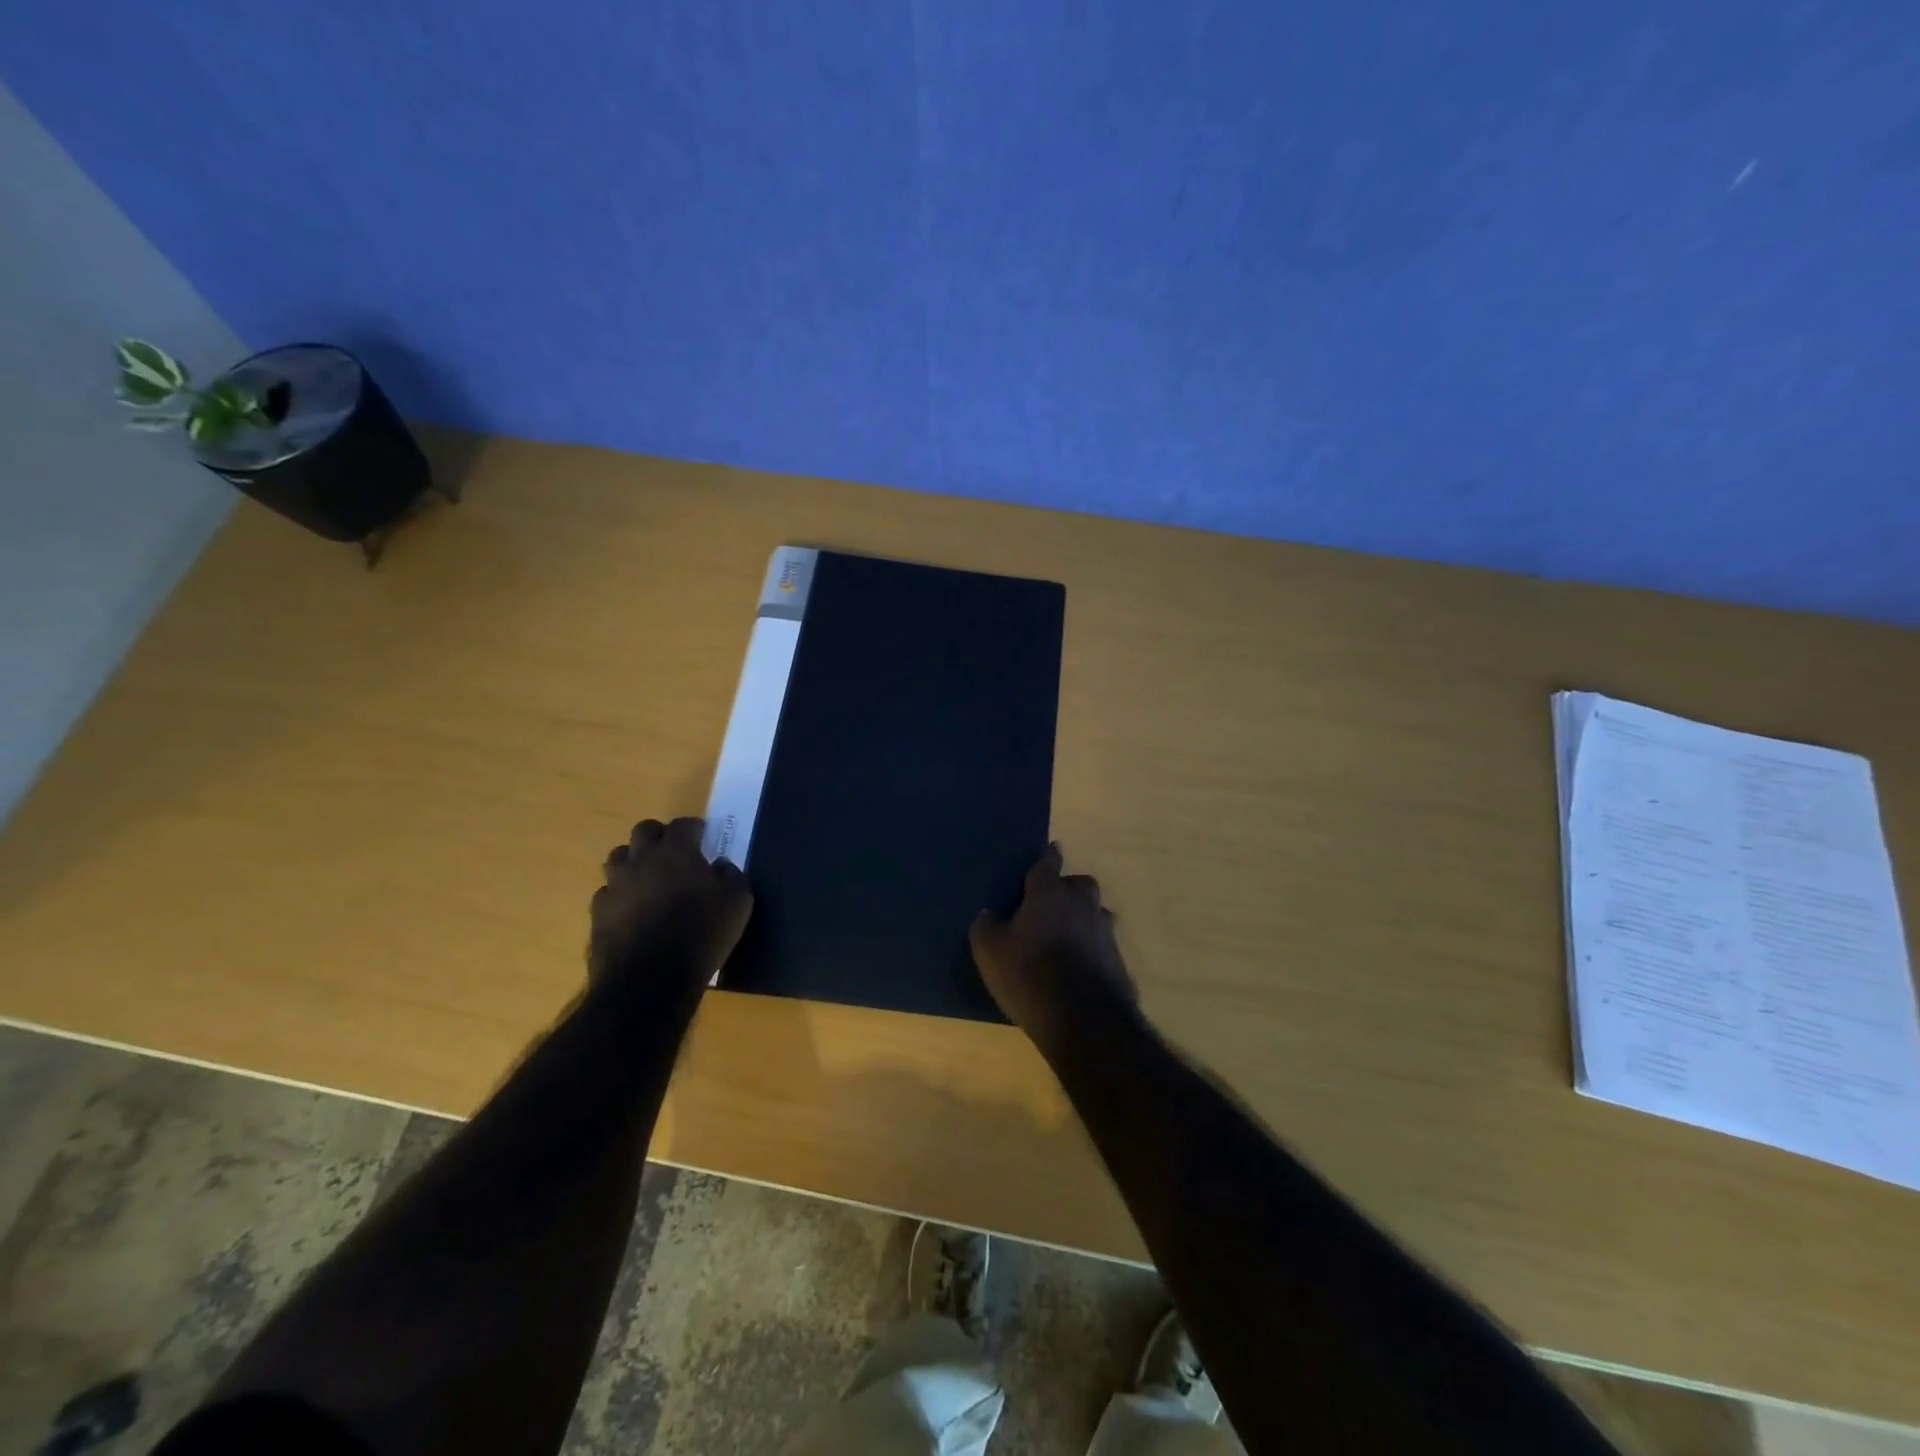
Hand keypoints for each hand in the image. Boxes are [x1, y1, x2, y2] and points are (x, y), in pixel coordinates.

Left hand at [589, 818, 752, 987]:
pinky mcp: (598, 912)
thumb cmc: (702, 934)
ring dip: (634, 860)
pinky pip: (608, 892)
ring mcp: (615, 885)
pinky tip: (633, 909)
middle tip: (675, 852)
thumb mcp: (738, 902)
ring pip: (618, 857)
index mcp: (676, 851)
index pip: (682, 824)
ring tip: (650, 877)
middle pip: (643, 831)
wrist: (650, 979)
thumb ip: (732, 875)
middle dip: (659, 836)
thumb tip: (720, 866)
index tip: (704, 837)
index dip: (694, 828)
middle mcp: (641, 859)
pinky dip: (621, 893)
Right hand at [970, 844, 1136, 1047]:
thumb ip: (986, 927)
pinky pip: (1102, 944)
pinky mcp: (1118, 960)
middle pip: (1080, 884)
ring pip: (1095, 913)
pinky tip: (1079, 965)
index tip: (1052, 848)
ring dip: (1083, 918)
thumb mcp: (990, 952)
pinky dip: (1092, 948)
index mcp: (1049, 894)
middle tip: (1052, 903)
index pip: (1047, 864)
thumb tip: (987, 914)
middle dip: (1069, 888)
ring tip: (1066, 936)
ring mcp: (1104, 932)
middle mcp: (1081, 905)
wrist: (1085, 1020)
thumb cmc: (1030, 975)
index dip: (1047, 856)